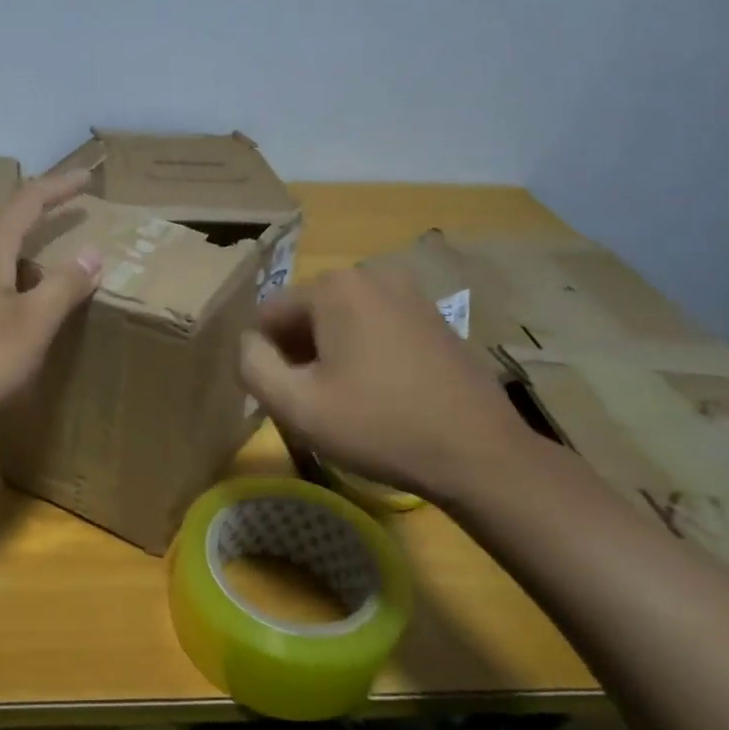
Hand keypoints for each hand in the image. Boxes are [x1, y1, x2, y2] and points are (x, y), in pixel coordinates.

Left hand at [0, 171, 102, 437]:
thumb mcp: (31, 326)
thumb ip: (63, 287)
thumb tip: (91, 252)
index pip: (27, 202)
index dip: (59, 188)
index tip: (87, 178)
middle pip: (7, 237)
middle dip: (42, 240)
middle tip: (74, 262)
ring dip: (22, 276)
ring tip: (47, 304)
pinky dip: (1, 299)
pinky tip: (7, 333)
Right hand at [240, 266, 538, 502]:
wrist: (479, 454)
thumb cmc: (378, 426)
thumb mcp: (295, 405)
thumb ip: (253, 365)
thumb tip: (248, 342)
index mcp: (334, 287)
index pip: (269, 314)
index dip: (266, 357)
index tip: (287, 396)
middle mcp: (371, 275)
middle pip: (306, 314)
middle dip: (299, 353)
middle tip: (315, 402)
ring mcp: (409, 293)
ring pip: (341, 321)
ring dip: (331, 354)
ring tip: (348, 401)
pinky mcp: (433, 317)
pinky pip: (376, 327)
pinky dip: (365, 353)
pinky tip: (382, 393)